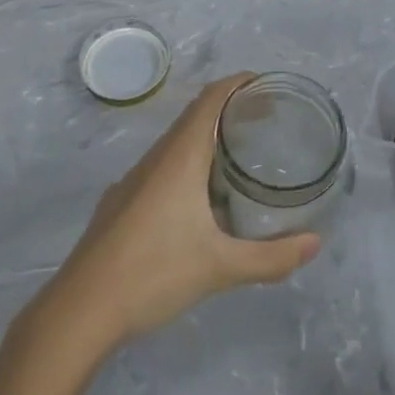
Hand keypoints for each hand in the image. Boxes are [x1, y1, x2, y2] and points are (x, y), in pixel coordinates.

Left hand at [38, 75, 321, 355]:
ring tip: (238, 157)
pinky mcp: (120, 203)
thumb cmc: (153, 273)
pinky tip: (197, 199)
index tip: (266, 85)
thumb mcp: (220, 267)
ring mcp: (132, 181)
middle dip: (228, 110)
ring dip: (206, 138)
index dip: (237, 84)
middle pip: (194, 116)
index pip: (210, 100)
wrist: (80, 310)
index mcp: (179, 158)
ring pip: (175, 144)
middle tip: (264, 121)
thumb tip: (315, 243)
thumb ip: (271, 257)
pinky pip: (160, 167)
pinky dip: (187, 164)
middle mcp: (155, 159)